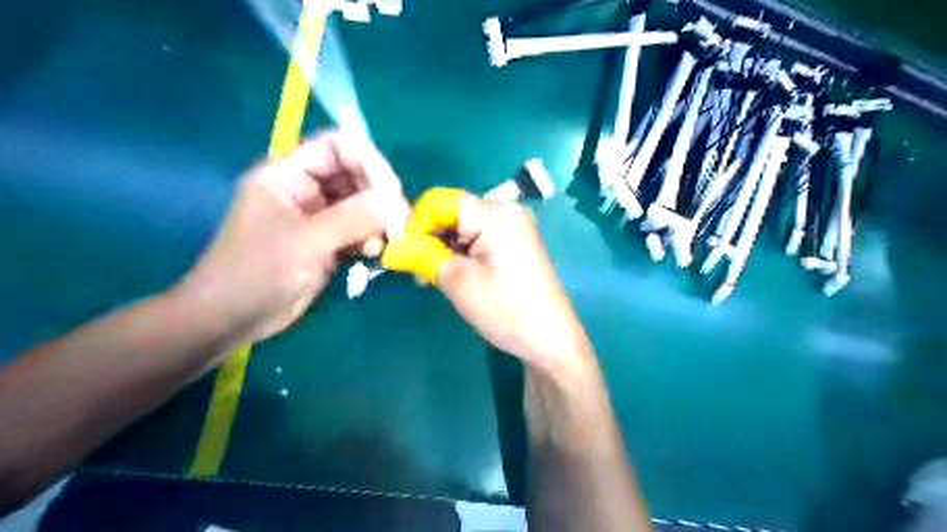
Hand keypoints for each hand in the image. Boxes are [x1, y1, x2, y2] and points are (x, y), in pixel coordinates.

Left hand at [178, 131, 408, 346]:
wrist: (233, 319)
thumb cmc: (257, 273)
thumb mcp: (306, 242)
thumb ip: (354, 218)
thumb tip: (397, 205)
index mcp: (288, 174)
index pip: (338, 146)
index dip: (369, 162)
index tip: (391, 193)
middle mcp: (306, 189)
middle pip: (356, 174)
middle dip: (380, 196)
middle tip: (398, 223)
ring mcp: (318, 216)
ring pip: (362, 203)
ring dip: (378, 220)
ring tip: (385, 242)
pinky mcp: (328, 240)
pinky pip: (360, 228)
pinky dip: (372, 237)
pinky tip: (372, 254)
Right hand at [380, 192, 588, 374]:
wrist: (551, 341)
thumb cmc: (506, 310)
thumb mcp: (458, 282)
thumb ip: (423, 255)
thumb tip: (394, 246)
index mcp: (495, 214)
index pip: (441, 200)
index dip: (416, 221)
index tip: (403, 251)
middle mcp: (506, 212)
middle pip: (453, 212)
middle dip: (429, 237)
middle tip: (415, 270)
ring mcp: (514, 228)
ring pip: (464, 227)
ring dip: (442, 248)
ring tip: (430, 278)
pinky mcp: (515, 244)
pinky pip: (479, 239)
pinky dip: (461, 253)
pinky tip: (452, 274)